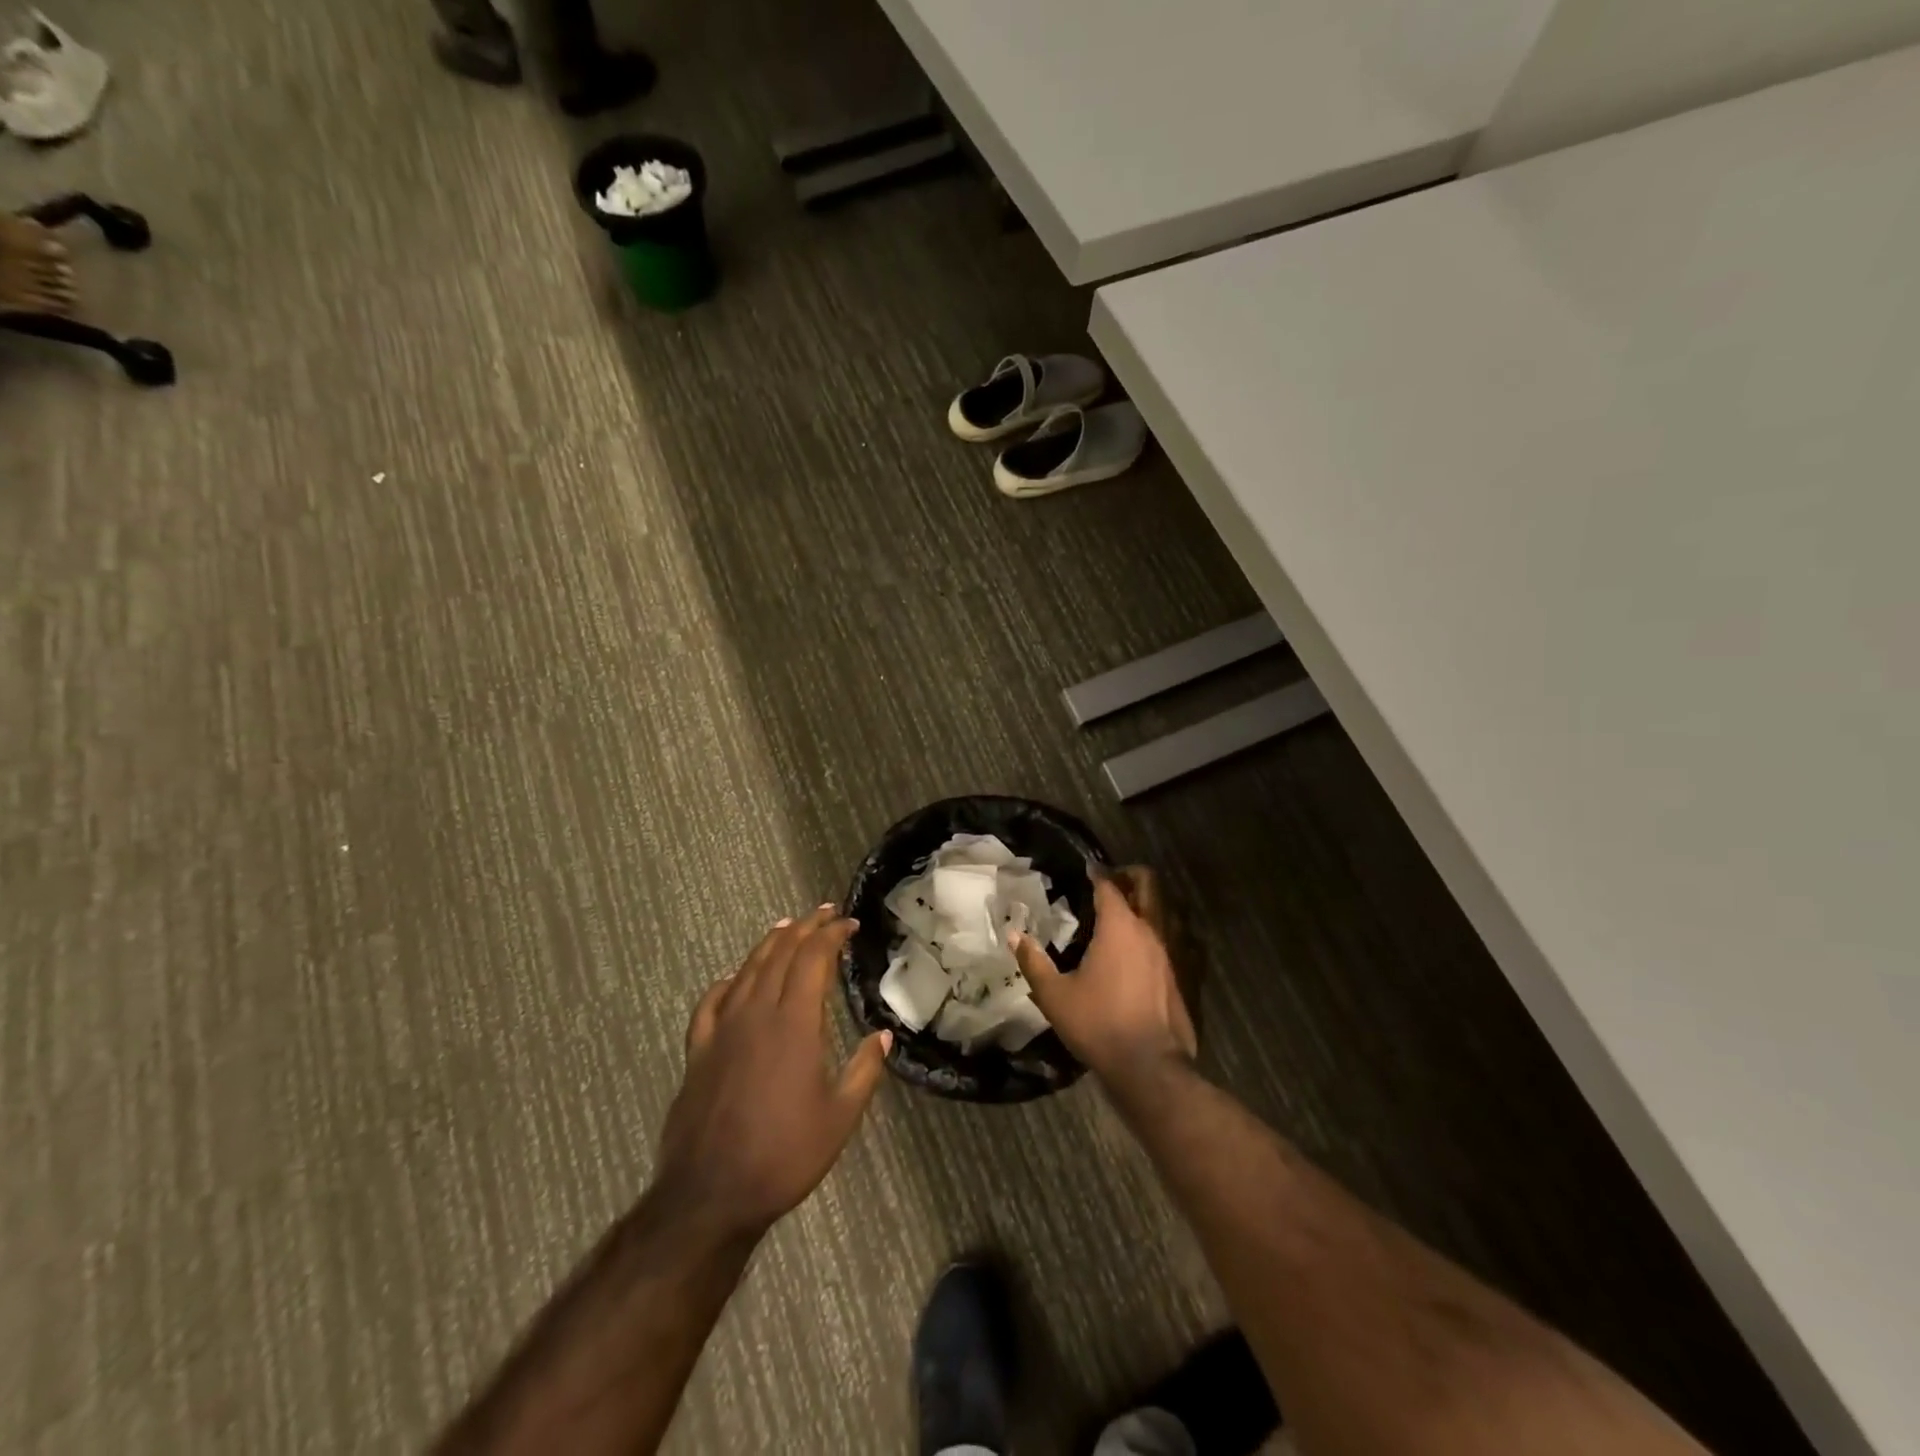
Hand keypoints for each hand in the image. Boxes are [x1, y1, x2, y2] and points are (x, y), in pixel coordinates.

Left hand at [655, 906, 891, 1240]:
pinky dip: (727, 982)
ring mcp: (723, 1030)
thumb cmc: (784, 1155)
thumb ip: (864, 1070)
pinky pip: (711, 1003)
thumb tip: (882, 1035)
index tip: (849, 924)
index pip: (813, 959)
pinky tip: (733, 978)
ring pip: (747, 970)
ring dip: (769, 944)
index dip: (831, 935)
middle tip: (824, 913)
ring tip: (785, 927)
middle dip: (804, 928)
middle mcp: (757, 1014)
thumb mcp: (839, 1118)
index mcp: (794, 1024)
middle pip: (780, 954)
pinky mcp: (698, 1051)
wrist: (710, 1194)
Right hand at [1012, 867, 1196, 1087]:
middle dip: (1131, 875)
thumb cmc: (1098, 1023)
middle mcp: (1150, 930)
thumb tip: (1014, 935)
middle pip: (1149, 885)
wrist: (1149, 1066)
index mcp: (1119, 927)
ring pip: (1166, 911)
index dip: (1097, 873)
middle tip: (1113, 881)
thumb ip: (1033, 961)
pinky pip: (1177, 940)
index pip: (1109, 886)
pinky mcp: (1183, 976)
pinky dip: (1162, 933)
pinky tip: (1147, 949)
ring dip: (1149, 903)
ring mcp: (1172, 953)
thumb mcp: (1054, 995)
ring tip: (1129, 912)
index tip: (1087, 868)